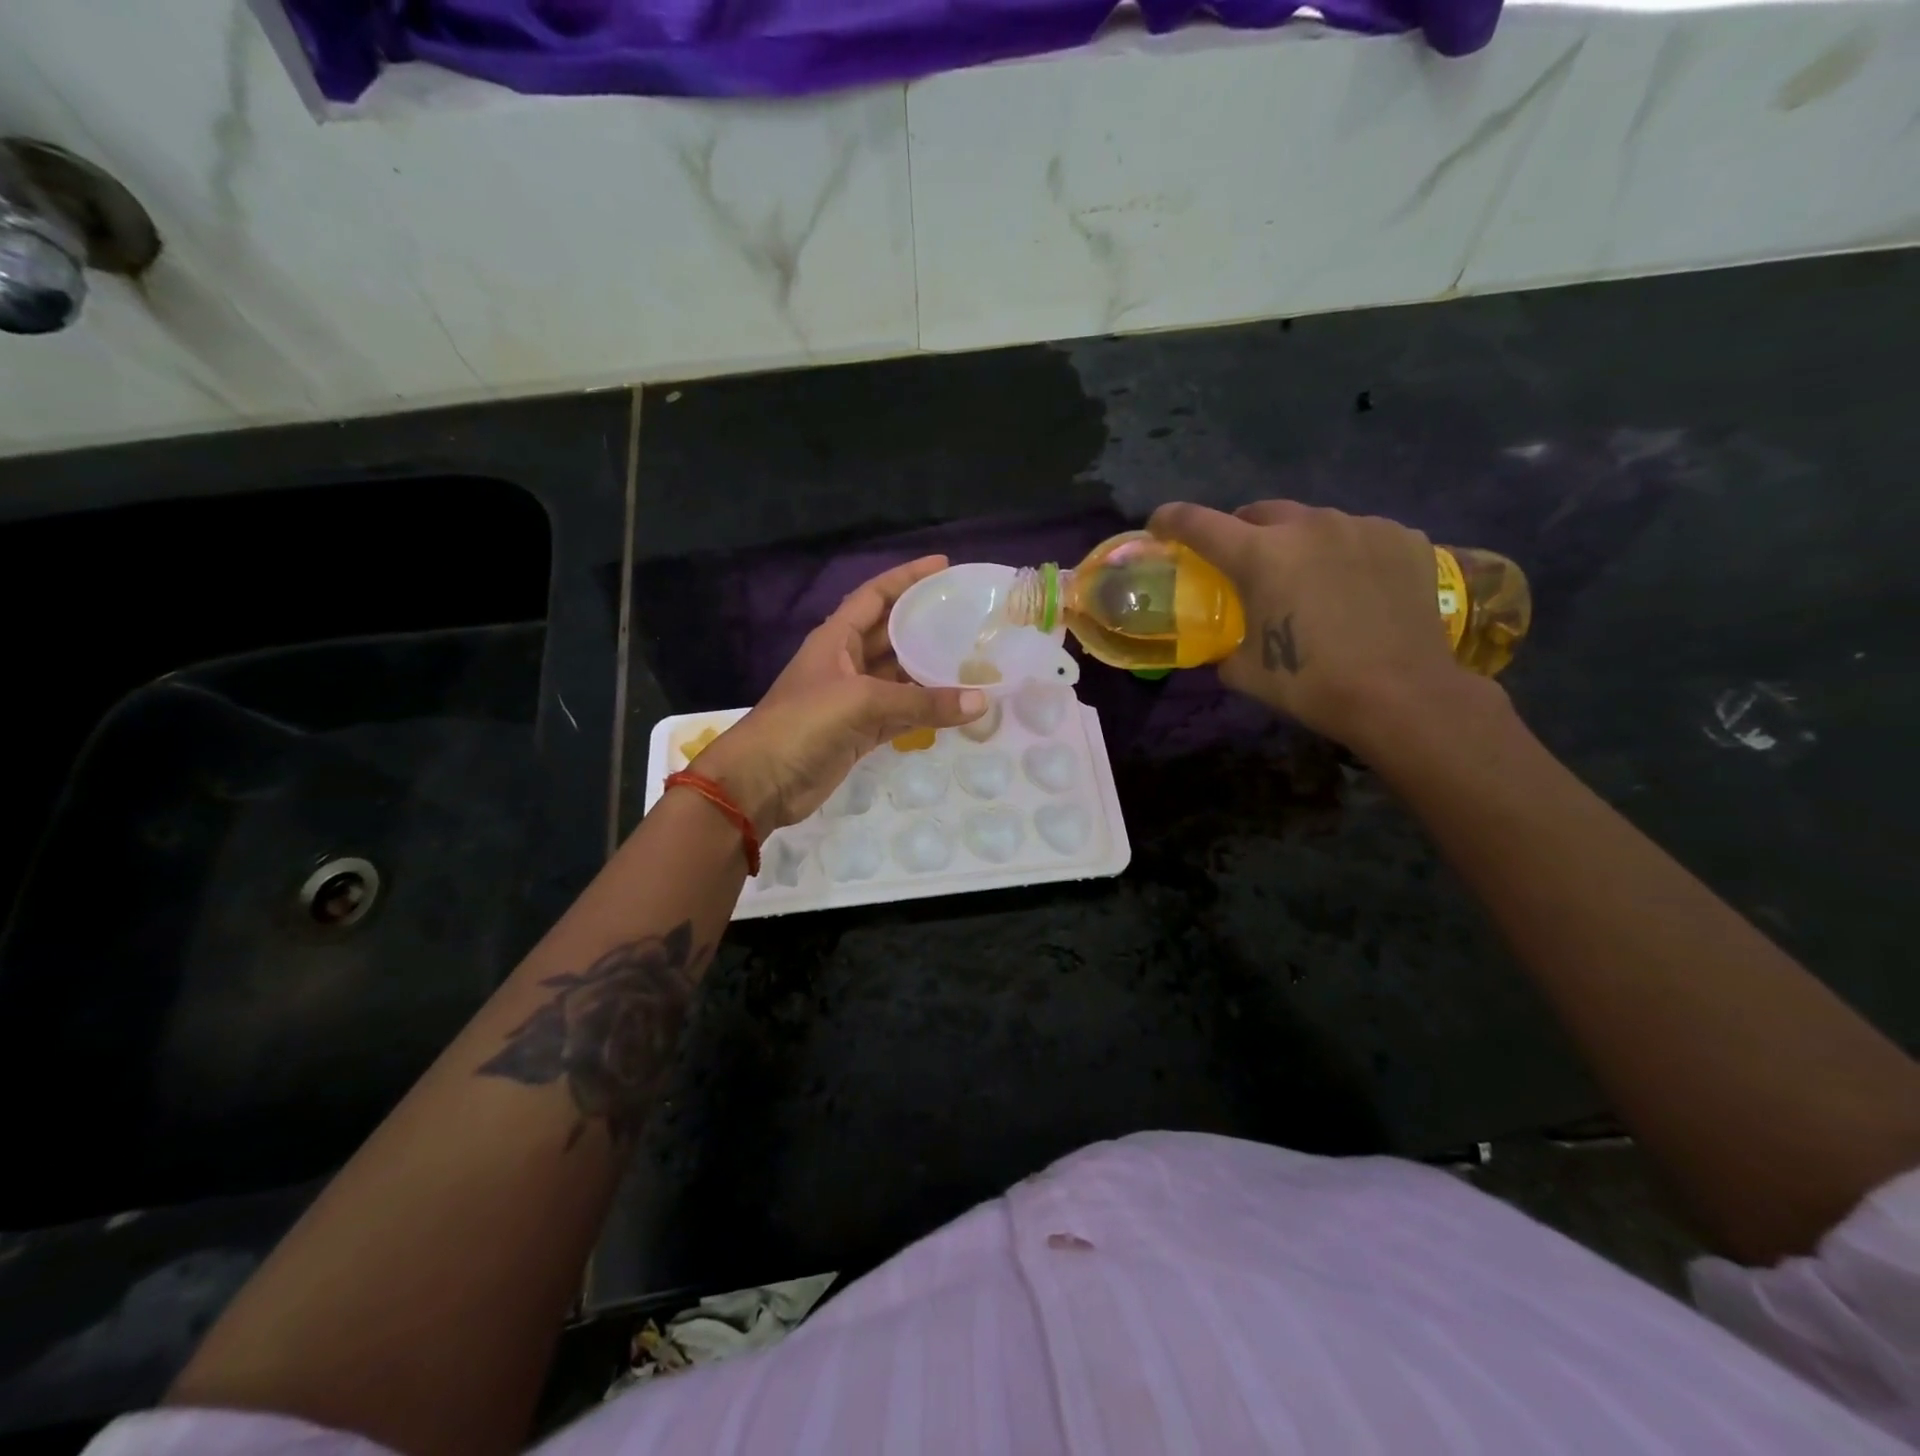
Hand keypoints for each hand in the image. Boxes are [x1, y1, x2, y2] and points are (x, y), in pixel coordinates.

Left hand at [693, 556, 987, 835]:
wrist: (762, 781)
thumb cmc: (803, 724)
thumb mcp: (862, 702)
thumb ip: (921, 702)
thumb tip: (981, 702)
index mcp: (836, 638)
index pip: (875, 595)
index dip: (907, 577)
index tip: (943, 566)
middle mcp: (846, 662)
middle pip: (892, 634)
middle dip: (925, 623)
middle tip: (969, 616)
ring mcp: (854, 699)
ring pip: (900, 676)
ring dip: (930, 671)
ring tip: (973, 659)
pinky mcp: (860, 731)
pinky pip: (901, 713)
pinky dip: (925, 712)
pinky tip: (956, 707)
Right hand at [1148, 500, 1482, 746]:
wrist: (1403, 695)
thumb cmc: (1312, 684)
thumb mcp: (1245, 672)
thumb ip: (1224, 646)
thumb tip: (1225, 645)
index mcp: (1260, 554)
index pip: (1199, 523)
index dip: (1171, 521)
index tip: (1159, 527)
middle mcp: (1308, 525)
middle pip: (1258, 512)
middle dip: (1241, 532)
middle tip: (1243, 563)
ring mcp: (1361, 526)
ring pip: (1312, 521)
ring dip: (1297, 542)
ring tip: (1307, 578)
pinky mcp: (1403, 537)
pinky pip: (1359, 534)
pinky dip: (1344, 553)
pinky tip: (1354, 586)